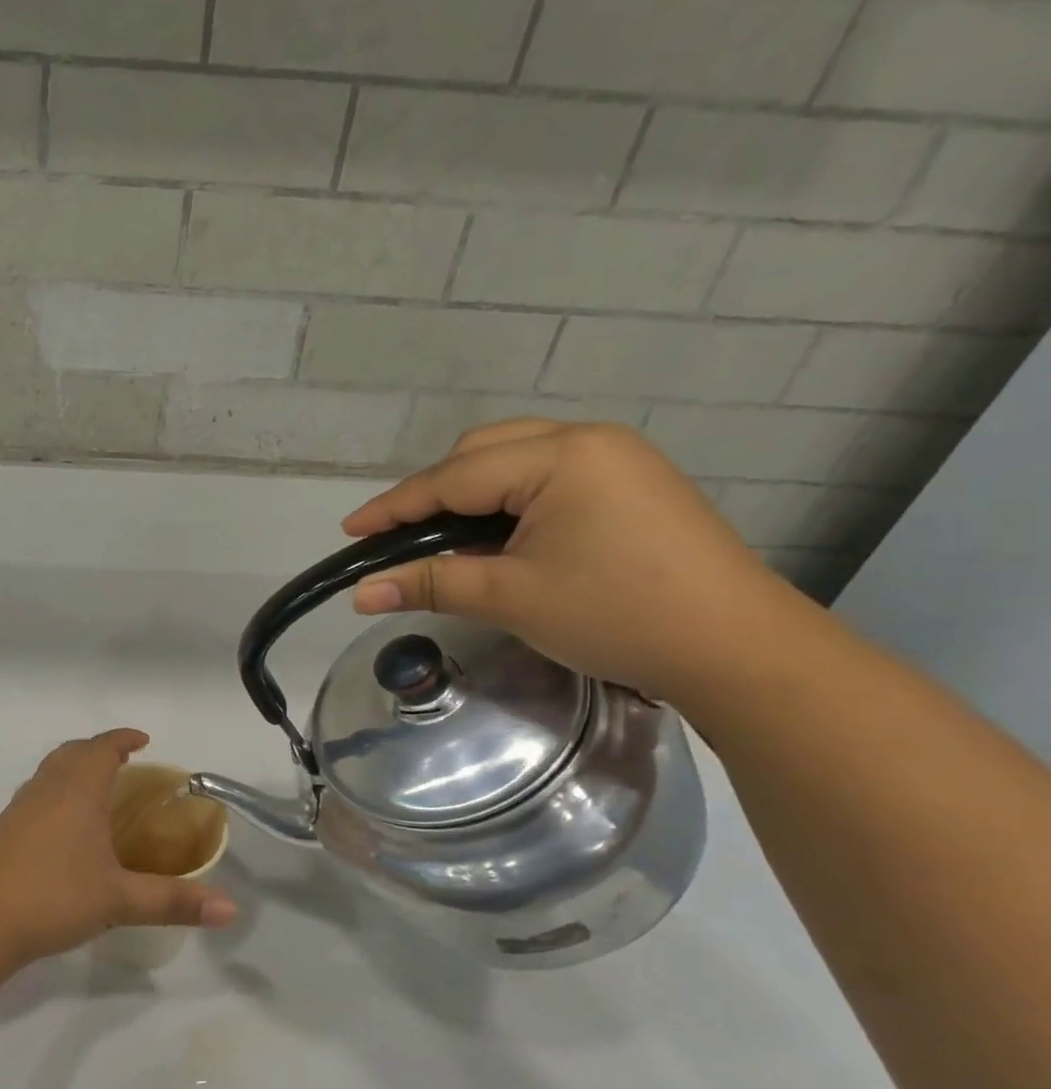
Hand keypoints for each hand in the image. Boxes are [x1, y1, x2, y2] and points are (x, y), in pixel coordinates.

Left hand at [0, 730, 238, 967]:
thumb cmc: (53, 897)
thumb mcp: (119, 900)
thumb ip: (174, 902)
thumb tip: (231, 910)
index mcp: (77, 790)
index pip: (102, 748)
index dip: (123, 739)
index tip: (143, 740)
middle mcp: (46, 789)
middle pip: (72, 752)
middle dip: (98, 750)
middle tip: (123, 764)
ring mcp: (18, 808)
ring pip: (49, 772)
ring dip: (74, 769)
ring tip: (96, 791)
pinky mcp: (2, 831)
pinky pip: (35, 794)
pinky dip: (56, 793)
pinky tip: (62, 828)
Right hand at [340, 421, 811, 705]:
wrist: (738, 648)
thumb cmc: (618, 615)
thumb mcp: (511, 597)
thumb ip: (430, 584)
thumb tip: (358, 595)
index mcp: (561, 456)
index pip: (453, 477)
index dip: (395, 507)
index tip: (349, 531)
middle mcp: (588, 440)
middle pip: (480, 452)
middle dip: (432, 493)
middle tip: (399, 539)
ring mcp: (616, 459)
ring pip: (513, 459)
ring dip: (469, 493)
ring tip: (442, 538)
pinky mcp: (630, 483)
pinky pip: (546, 474)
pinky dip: (507, 499)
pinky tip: (497, 533)